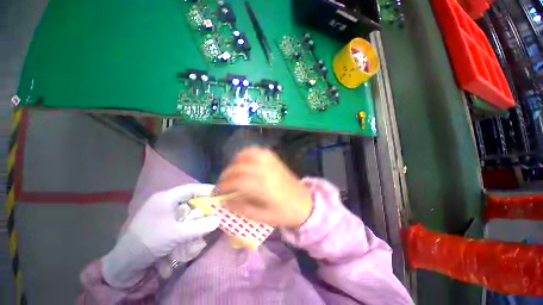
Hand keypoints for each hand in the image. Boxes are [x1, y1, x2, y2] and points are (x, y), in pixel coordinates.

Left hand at [102, 184, 218, 287]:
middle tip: (211, 217)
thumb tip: (218, 220)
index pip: (190, 188)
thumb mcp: (176, 234)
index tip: (219, 192)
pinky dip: (185, 232)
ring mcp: (163, 215)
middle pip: (190, 202)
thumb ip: (199, 227)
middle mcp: (165, 204)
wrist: (124, 265)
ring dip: (192, 226)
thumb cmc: (148, 242)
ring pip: (186, 215)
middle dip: (200, 212)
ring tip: (195, 238)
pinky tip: (184, 245)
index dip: (206, 189)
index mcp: (165, 198)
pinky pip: (180, 225)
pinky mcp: (162, 226)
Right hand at [216, 146, 313, 227]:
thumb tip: (225, 201)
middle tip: (222, 183)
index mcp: (263, 187)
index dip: (223, 186)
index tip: (217, 192)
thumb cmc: (284, 213)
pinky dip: (249, 152)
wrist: (304, 203)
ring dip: (236, 160)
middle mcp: (266, 171)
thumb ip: (242, 208)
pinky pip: (259, 151)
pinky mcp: (275, 160)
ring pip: (249, 154)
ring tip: (232, 170)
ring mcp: (271, 163)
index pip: (237, 182)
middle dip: (226, 174)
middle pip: (240, 167)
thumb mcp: (262, 217)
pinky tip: (245, 160)